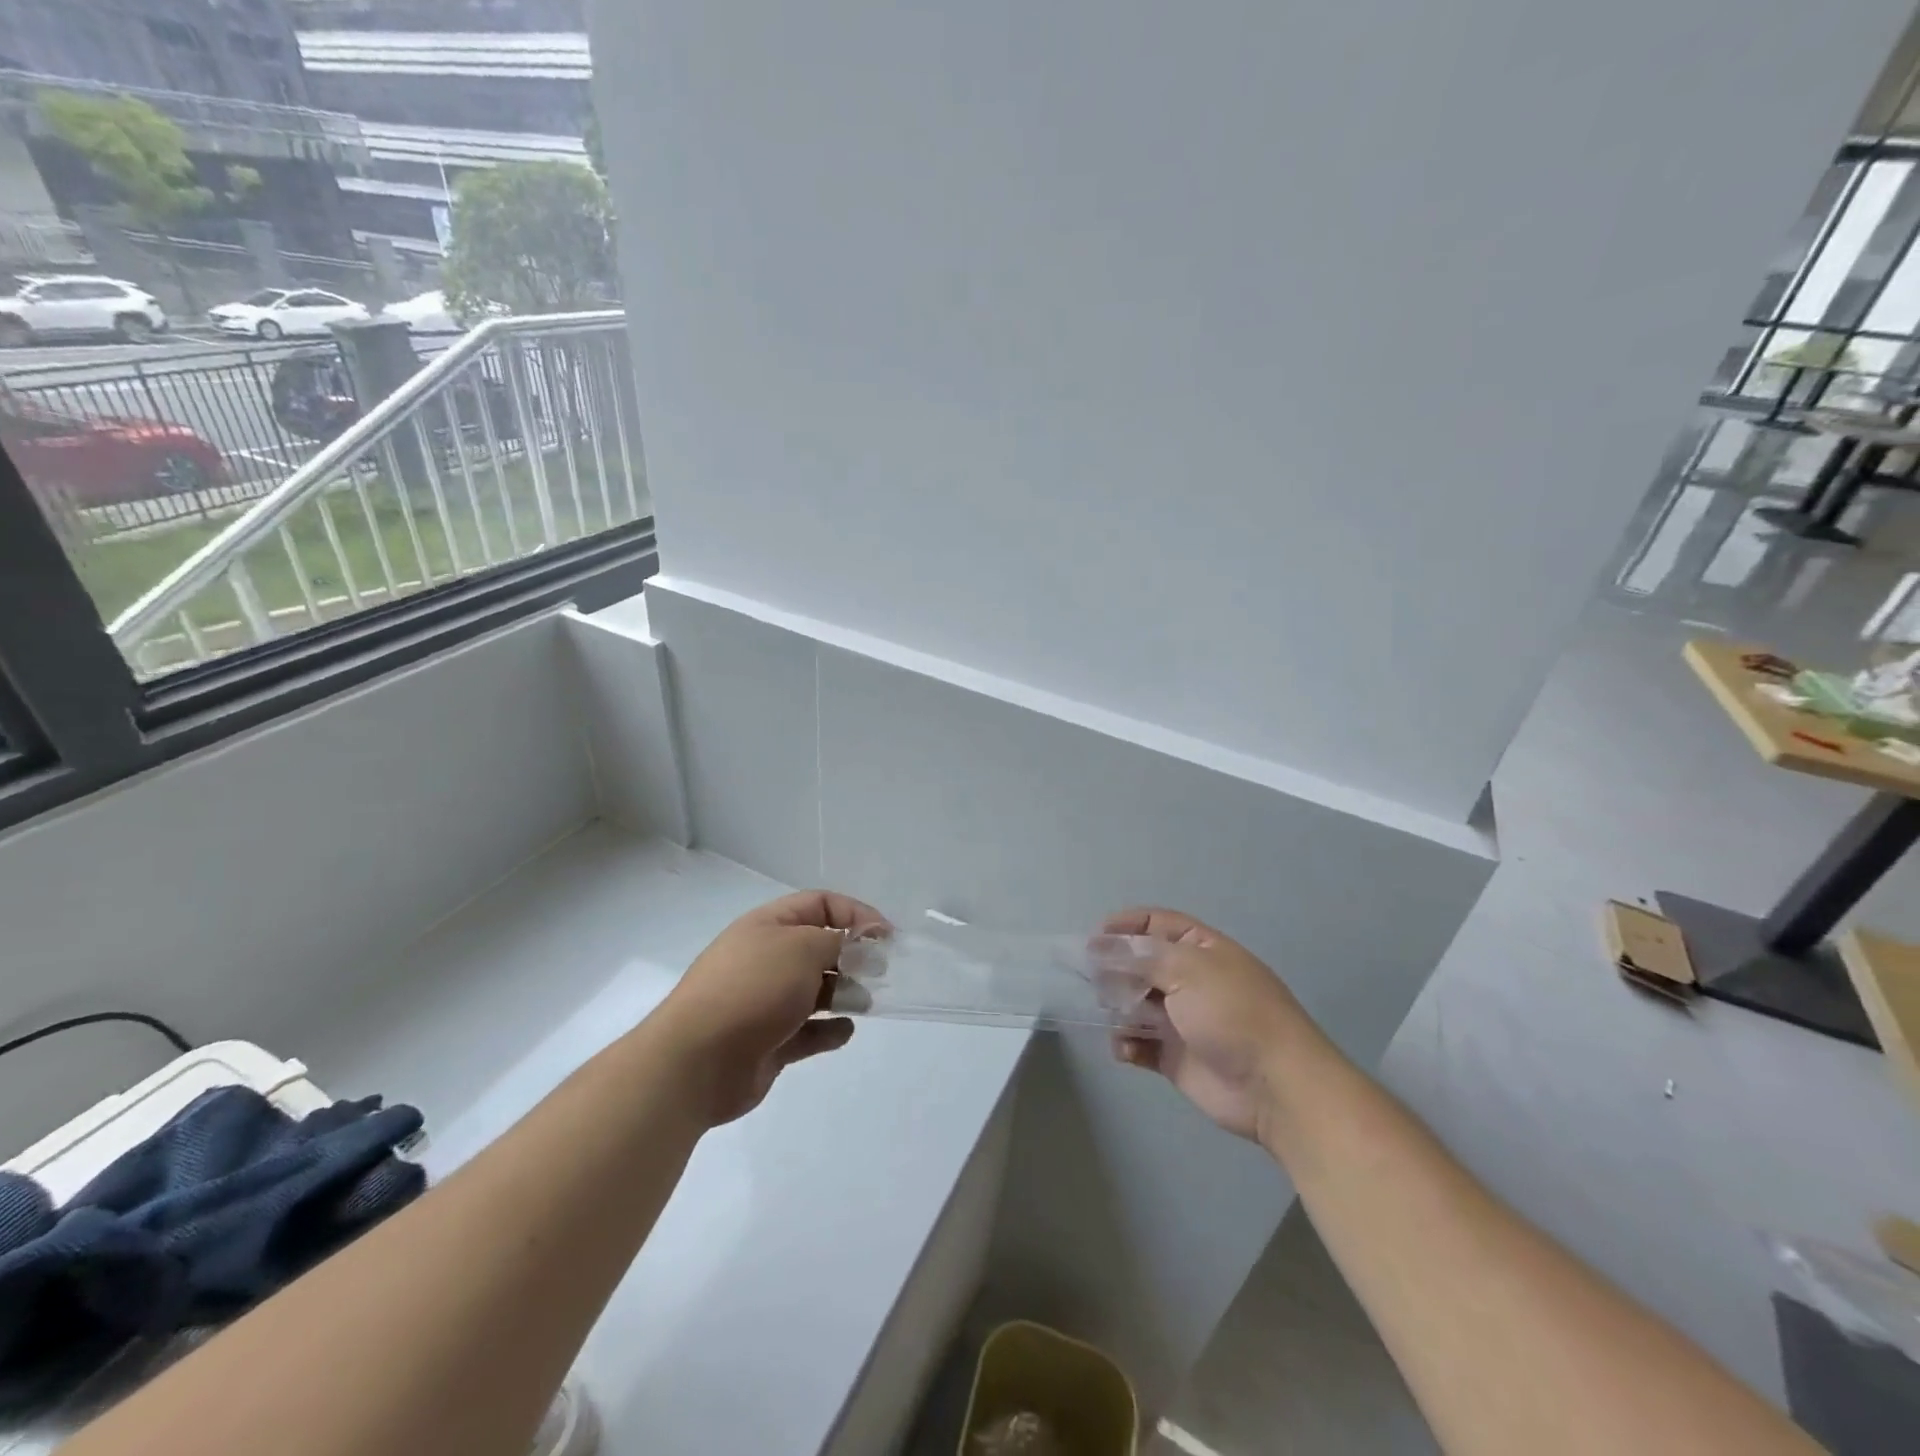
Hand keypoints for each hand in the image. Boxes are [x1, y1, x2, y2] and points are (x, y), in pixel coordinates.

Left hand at [655, 891, 888, 1125]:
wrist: (696, 1061)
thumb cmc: (753, 989)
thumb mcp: (803, 947)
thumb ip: (840, 940)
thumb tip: (861, 944)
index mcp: (769, 925)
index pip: (820, 904)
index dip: (856, 914)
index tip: (885, 936)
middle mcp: (767, 958)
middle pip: (820, 947)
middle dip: (853, 956)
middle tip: (880, 971)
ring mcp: (766, 1001)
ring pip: (816, 989)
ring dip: (845, 992)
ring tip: (865, 1002)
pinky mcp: (769, 1041)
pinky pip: (808, 1030)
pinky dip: (829, 1029)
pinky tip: (844, 1030)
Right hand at [1106, 907, 1318, 1143]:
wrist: (1275, 1088)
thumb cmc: (1234, 1014)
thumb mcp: (1188, 970)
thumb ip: (1138, 956)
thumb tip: (1097, 946)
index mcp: (1200, 949)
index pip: (1155, 924)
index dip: (1123, 926)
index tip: (1092, 940)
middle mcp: (1190, 979)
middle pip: (1140, 964)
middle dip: (1114, 969)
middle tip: (1094, 980)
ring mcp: (1182, 1019)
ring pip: (1134, 1003)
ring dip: (1117, 1006)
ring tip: (1109, 1012)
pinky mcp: (1175, 1057)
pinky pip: (1139, 1043)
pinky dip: (1126, 1043)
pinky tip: (1125, 1047)